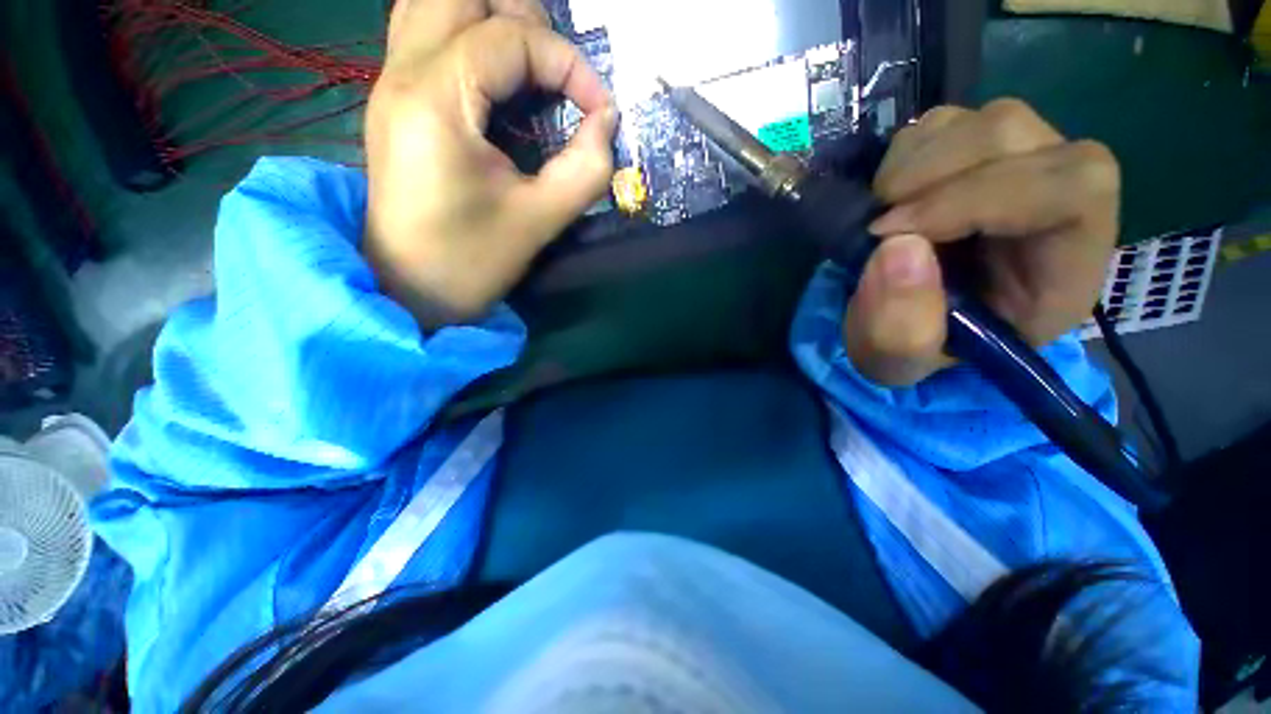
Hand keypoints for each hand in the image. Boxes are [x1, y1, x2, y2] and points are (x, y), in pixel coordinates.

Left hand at [363, 0, 617, 329]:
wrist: (411, 288)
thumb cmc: (472, 262)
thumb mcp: (540, 220)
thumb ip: (586, 169)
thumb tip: (606, 122)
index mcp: (438, 102)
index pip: (511, 38)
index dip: (569, 64)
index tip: (600, 110)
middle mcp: (403, 72)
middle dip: (526, 21)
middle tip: (561, 75)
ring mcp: (390, 80)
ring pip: (434, 1)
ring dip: (491, 18)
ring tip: (532, 64)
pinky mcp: (393, 98)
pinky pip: (423, 29)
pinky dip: (465, 32)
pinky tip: (494, 72)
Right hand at [844, 99, 1118, 385]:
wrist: (906, 324)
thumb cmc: (917, 350)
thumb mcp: (900, 364)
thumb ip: (900, 331)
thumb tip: (894, 247)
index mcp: (1064, 268)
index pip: (1072, 189)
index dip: (980, 195)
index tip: (893, 233)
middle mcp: (1057, 203)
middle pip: (1019, 137)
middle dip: (931, 175)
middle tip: (876, 225)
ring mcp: (1020, 169)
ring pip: (982, 121)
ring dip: (912, 164)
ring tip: (880, 214)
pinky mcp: (978, 157)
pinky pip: (947, 124)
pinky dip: (903, 156)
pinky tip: (889, 197)